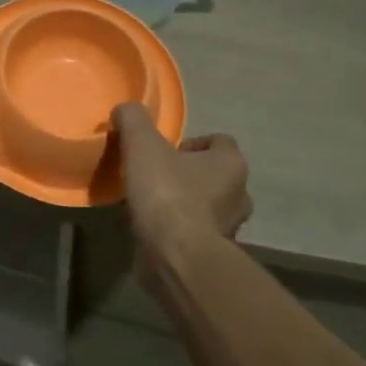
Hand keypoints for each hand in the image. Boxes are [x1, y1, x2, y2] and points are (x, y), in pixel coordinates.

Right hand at [111, 103, 251, 258]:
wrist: (177, 256)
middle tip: (156, 177)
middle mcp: (240, 194)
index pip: (219, 141)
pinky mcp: (214, 254)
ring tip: (151, 205)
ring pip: (207, 206)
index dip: (191, 143)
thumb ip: (133, 120)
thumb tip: (125, 109)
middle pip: (214, 175)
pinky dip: (179, 230)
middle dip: (188, 175)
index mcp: (231, 163)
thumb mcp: (142, 145)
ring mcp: (231, 227)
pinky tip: (153, 231)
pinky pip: (196, 234)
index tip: (164, 152)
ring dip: (185, 204)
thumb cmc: (167, 194)